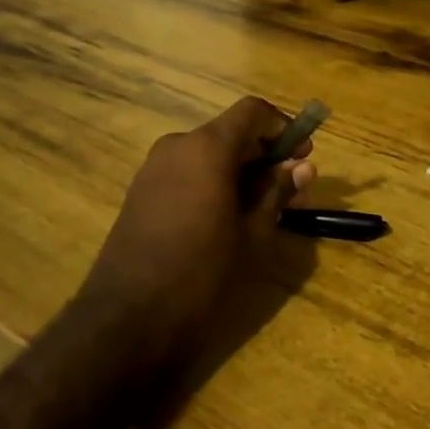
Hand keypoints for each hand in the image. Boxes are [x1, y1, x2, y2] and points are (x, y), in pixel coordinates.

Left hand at [79, 98, 314, 375]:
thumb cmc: (202, 272)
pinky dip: (211, 181)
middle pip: (229, 132)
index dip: (282, 126)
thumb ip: (277, 192)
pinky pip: (185, 172)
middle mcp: (177, 146)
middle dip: (262, 153)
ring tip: (258, 208)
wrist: (127, 317)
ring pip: (206, 153)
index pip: (252, 111)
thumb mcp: (253, 234)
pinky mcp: (140, 192)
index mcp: (207, 147)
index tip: (302, 154)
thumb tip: (302, 167)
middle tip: (287, 187)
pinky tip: (223, 218)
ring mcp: (153, 168)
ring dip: (237, 169)